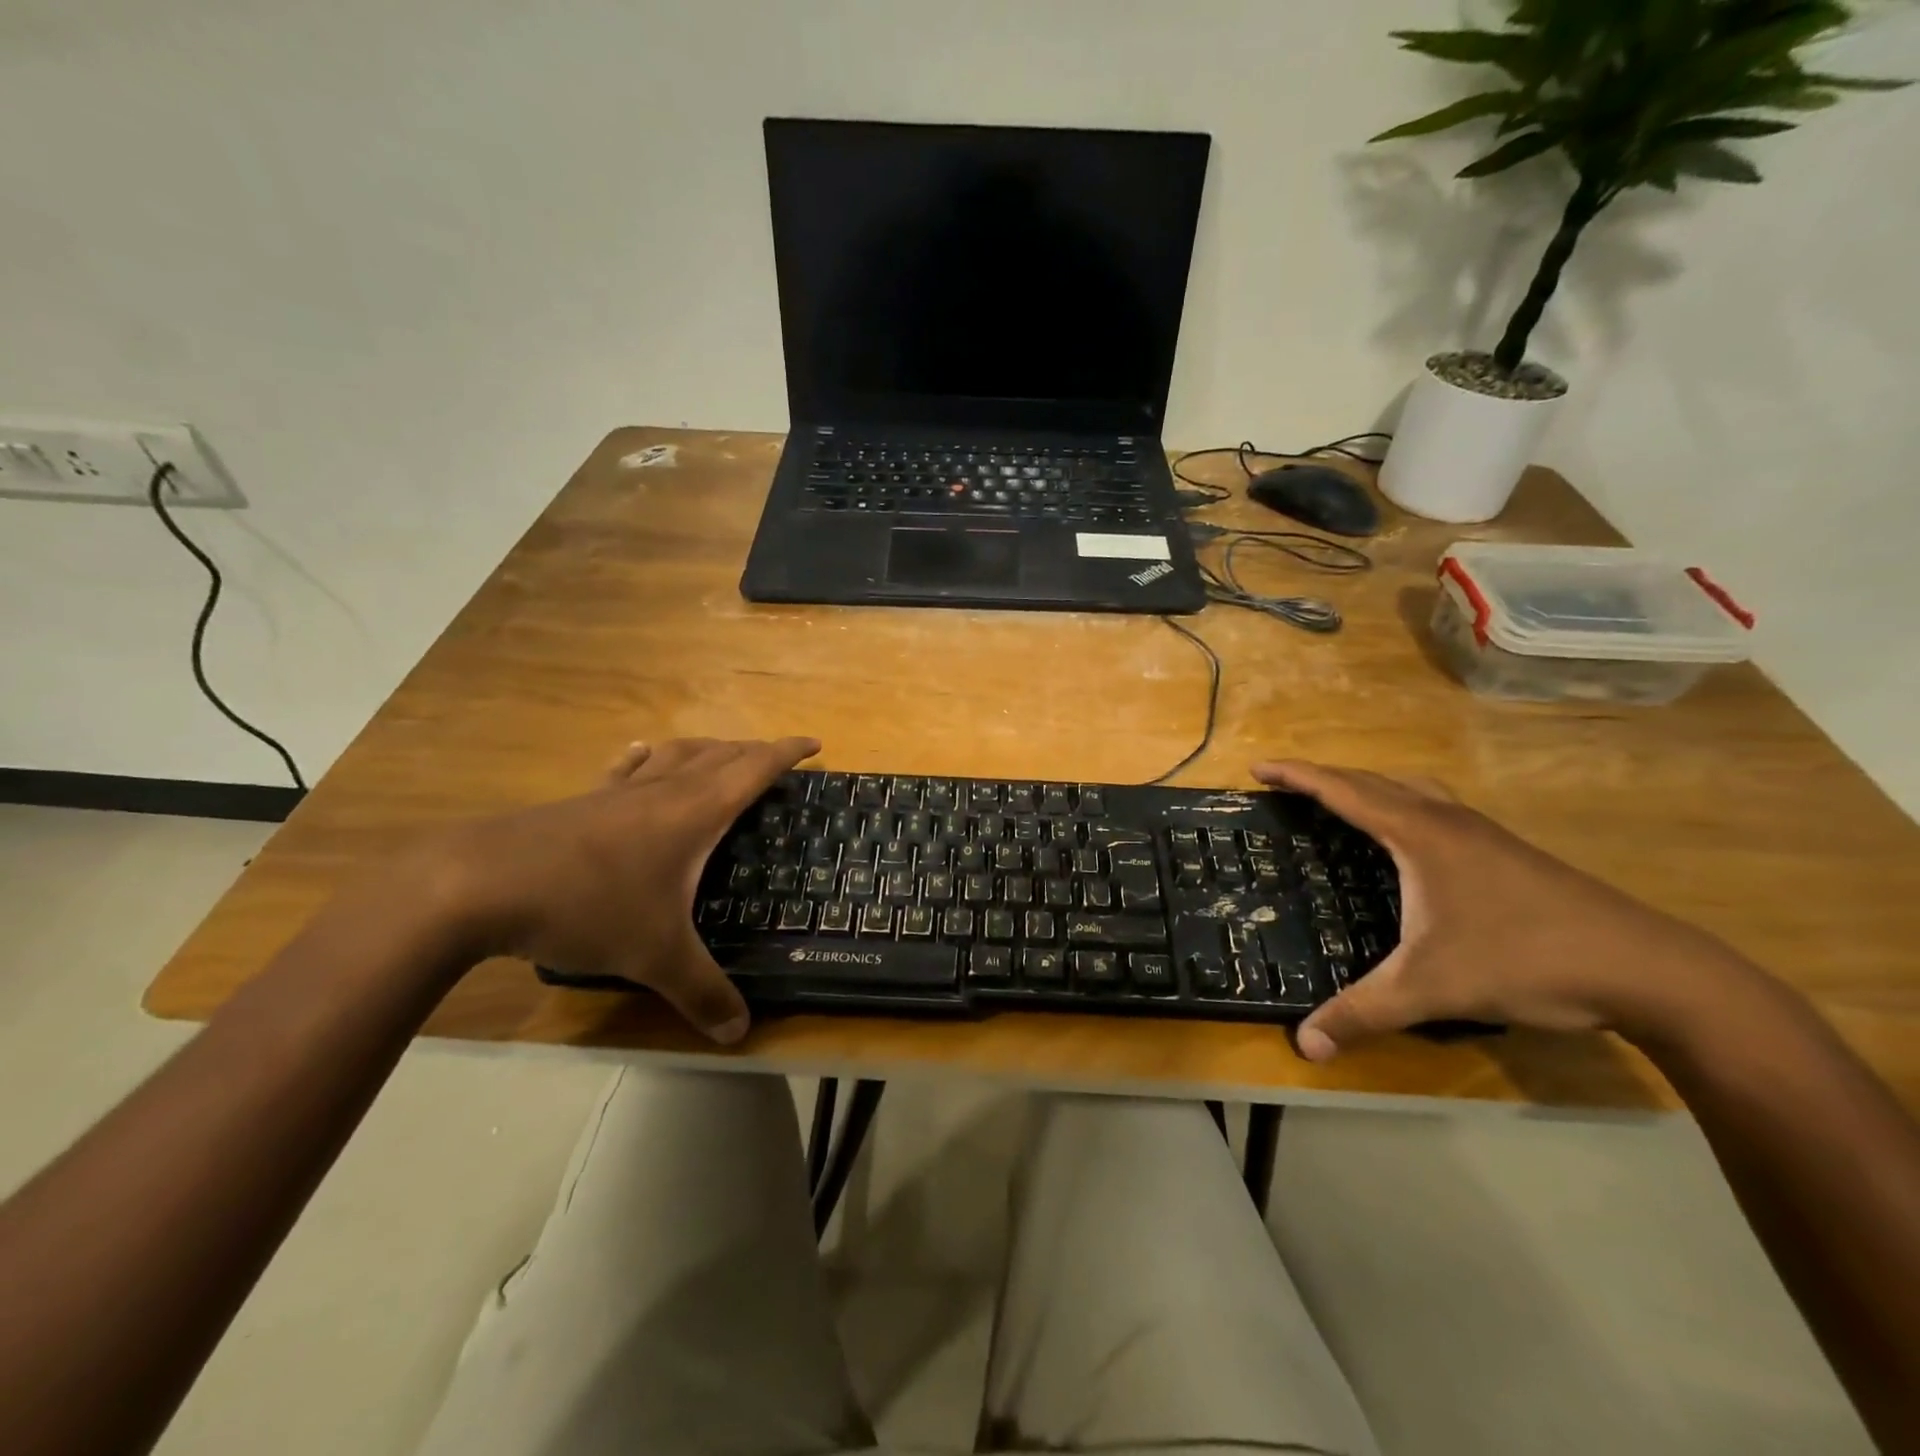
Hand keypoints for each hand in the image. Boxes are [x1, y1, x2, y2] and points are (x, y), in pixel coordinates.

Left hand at [437, 736, 820, 1043]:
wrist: (479, 884)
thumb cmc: (588, 906)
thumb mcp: (655, 956)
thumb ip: (703, 992)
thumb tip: (740, 1033)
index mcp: (696, 811)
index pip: (756, 768)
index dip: (788, 753)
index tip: (815, 744)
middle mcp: (664, 790)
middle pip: (720, 755)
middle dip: (754, 751)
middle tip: (776, 758)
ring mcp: (619, 792)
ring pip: (676, 755)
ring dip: (708, 750)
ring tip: (721, 753)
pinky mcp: (582, 802)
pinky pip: (629, 769)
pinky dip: (648, 758)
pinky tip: (641, 756)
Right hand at [1253, 760, 1753, 1062]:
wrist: (1652, 970)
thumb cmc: (1527, 960)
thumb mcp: (1432, 988)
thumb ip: (1363, 1012)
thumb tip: (1303, 1046)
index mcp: (1420, 835)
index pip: (1344, 790)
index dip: (1296, 776)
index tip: (1258, 767)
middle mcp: (1450, 822)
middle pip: (1375, 780)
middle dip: (1326, 777)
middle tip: (1288, 786)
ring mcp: (1486, 835)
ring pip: (1414, 790)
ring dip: (1371, 787)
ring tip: (1343, 803)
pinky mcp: (1510, 854)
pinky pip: (1438, 810)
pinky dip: (1405, 808)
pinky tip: (1410, 844)